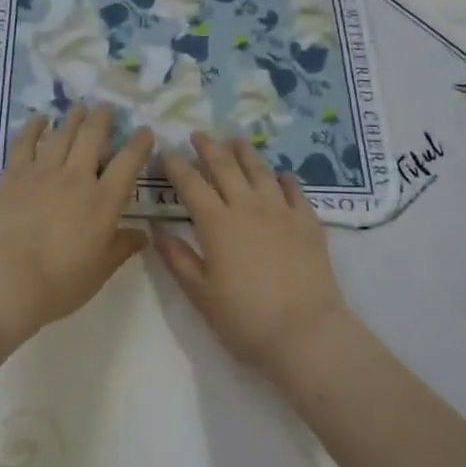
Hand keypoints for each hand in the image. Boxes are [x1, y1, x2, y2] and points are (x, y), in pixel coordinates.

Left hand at [0, 105, 153, 345]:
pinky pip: (25, 143)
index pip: (128, 163)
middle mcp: (77, 178)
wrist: (6, 280)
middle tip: (106, 108)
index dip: (139, 144)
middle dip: (102, 119)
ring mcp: (43, 172)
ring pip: (62, 134)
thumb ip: (121, 247)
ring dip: (72, 118)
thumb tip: (142, 235)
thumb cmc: (60, 283)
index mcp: (104, 201)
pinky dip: (33, 128)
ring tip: (78, 107)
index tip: (144, 131)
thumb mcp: (100, 270)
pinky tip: (38, 120)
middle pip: (93, 137)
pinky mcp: (13, 175)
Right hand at [155, 132, 354, 375]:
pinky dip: (284, 179)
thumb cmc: (245, 319)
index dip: (176, 166)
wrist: (305, 332)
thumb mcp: (201, 294)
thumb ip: (178, 259)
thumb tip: (157, 231)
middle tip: (198, 134)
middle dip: (209, 148)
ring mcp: (282, 212)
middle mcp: (249, 208)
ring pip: (260, 171)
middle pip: (226, 168)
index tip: (166, 151)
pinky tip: (281, 175)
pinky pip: (295, 191)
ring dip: (245, 153)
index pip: (191, 185)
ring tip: (236, 140)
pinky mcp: (308, 222)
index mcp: (217, 224)